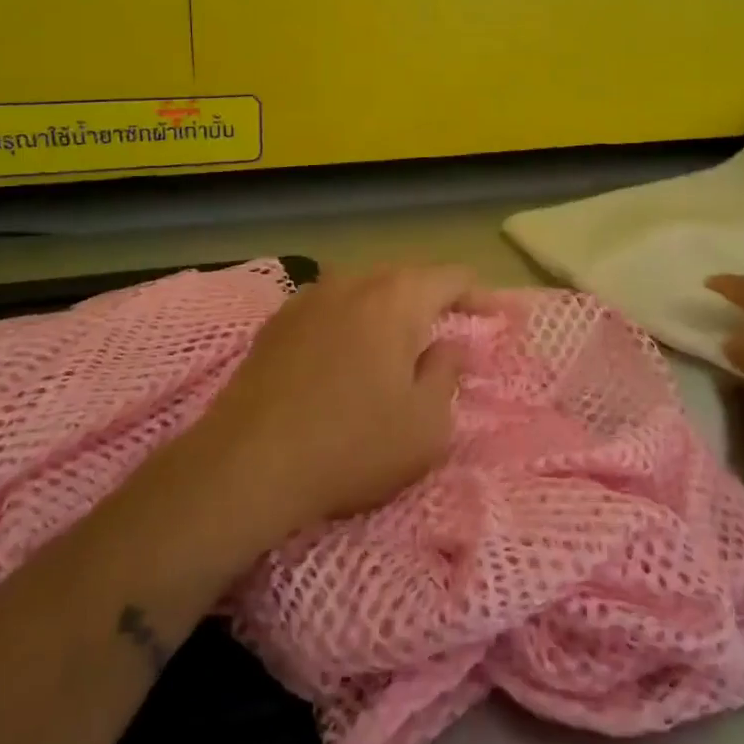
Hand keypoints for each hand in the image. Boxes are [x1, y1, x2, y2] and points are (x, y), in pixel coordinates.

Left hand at [193, 265, 481, 531]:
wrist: (246, 465)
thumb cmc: (352, 446)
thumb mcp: (425, 425)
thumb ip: (446, 373)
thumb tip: (447, 346)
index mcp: (396, 299)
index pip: (451, 278)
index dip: (480, 295)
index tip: (498, 317)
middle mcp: (352, 283)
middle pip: (406, 277)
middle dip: (434, 298)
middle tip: (453, 327)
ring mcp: (308, 298)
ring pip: (364, 290)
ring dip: (390, 308)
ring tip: (402, 339)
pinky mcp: (276, 323)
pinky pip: (330, 308)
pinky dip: (352, 321)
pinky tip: (349, 352)